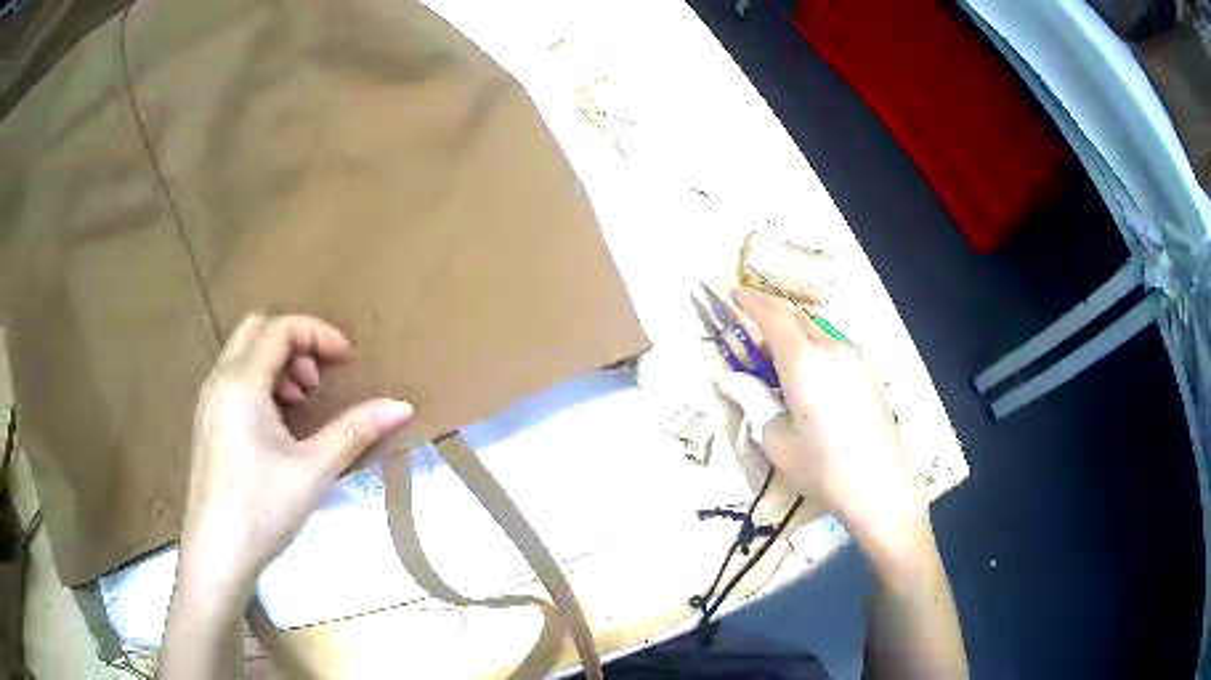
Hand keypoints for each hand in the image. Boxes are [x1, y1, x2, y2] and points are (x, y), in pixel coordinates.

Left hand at [180, 313, 413, 596]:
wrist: (216, 554)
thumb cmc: (263, 510)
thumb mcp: (314, 471)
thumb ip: (355, 431)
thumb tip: (403, 407)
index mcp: (241, 383)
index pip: (281, 328)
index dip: (319, 334)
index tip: (347, 361)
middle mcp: (219, 380)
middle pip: (257, 329)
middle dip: (295, 343)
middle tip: (318, 382)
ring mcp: (208, 401)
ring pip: (243, 354)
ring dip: (277, 364)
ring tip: (300, 405)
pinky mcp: (206, 422)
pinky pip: (234, 379)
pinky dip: (260, 383)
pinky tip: (276, 426)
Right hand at [721, 287, 926, 562]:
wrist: (880, 487)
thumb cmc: (822, 469)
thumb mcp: (777, 441)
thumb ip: (755, 401)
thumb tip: (734, 380)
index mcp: (803, 362)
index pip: (772, 316)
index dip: (749, 302)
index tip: (733, 295)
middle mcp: (831, 349)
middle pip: (797, 317)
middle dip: (772, 317)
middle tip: (753, 338)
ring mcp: (856, 359)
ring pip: (819, 332)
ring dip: (796, 334)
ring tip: (782, 361)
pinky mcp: (870, 373)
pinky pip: (837, 349)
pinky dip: (817, 350)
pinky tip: (814, 380)